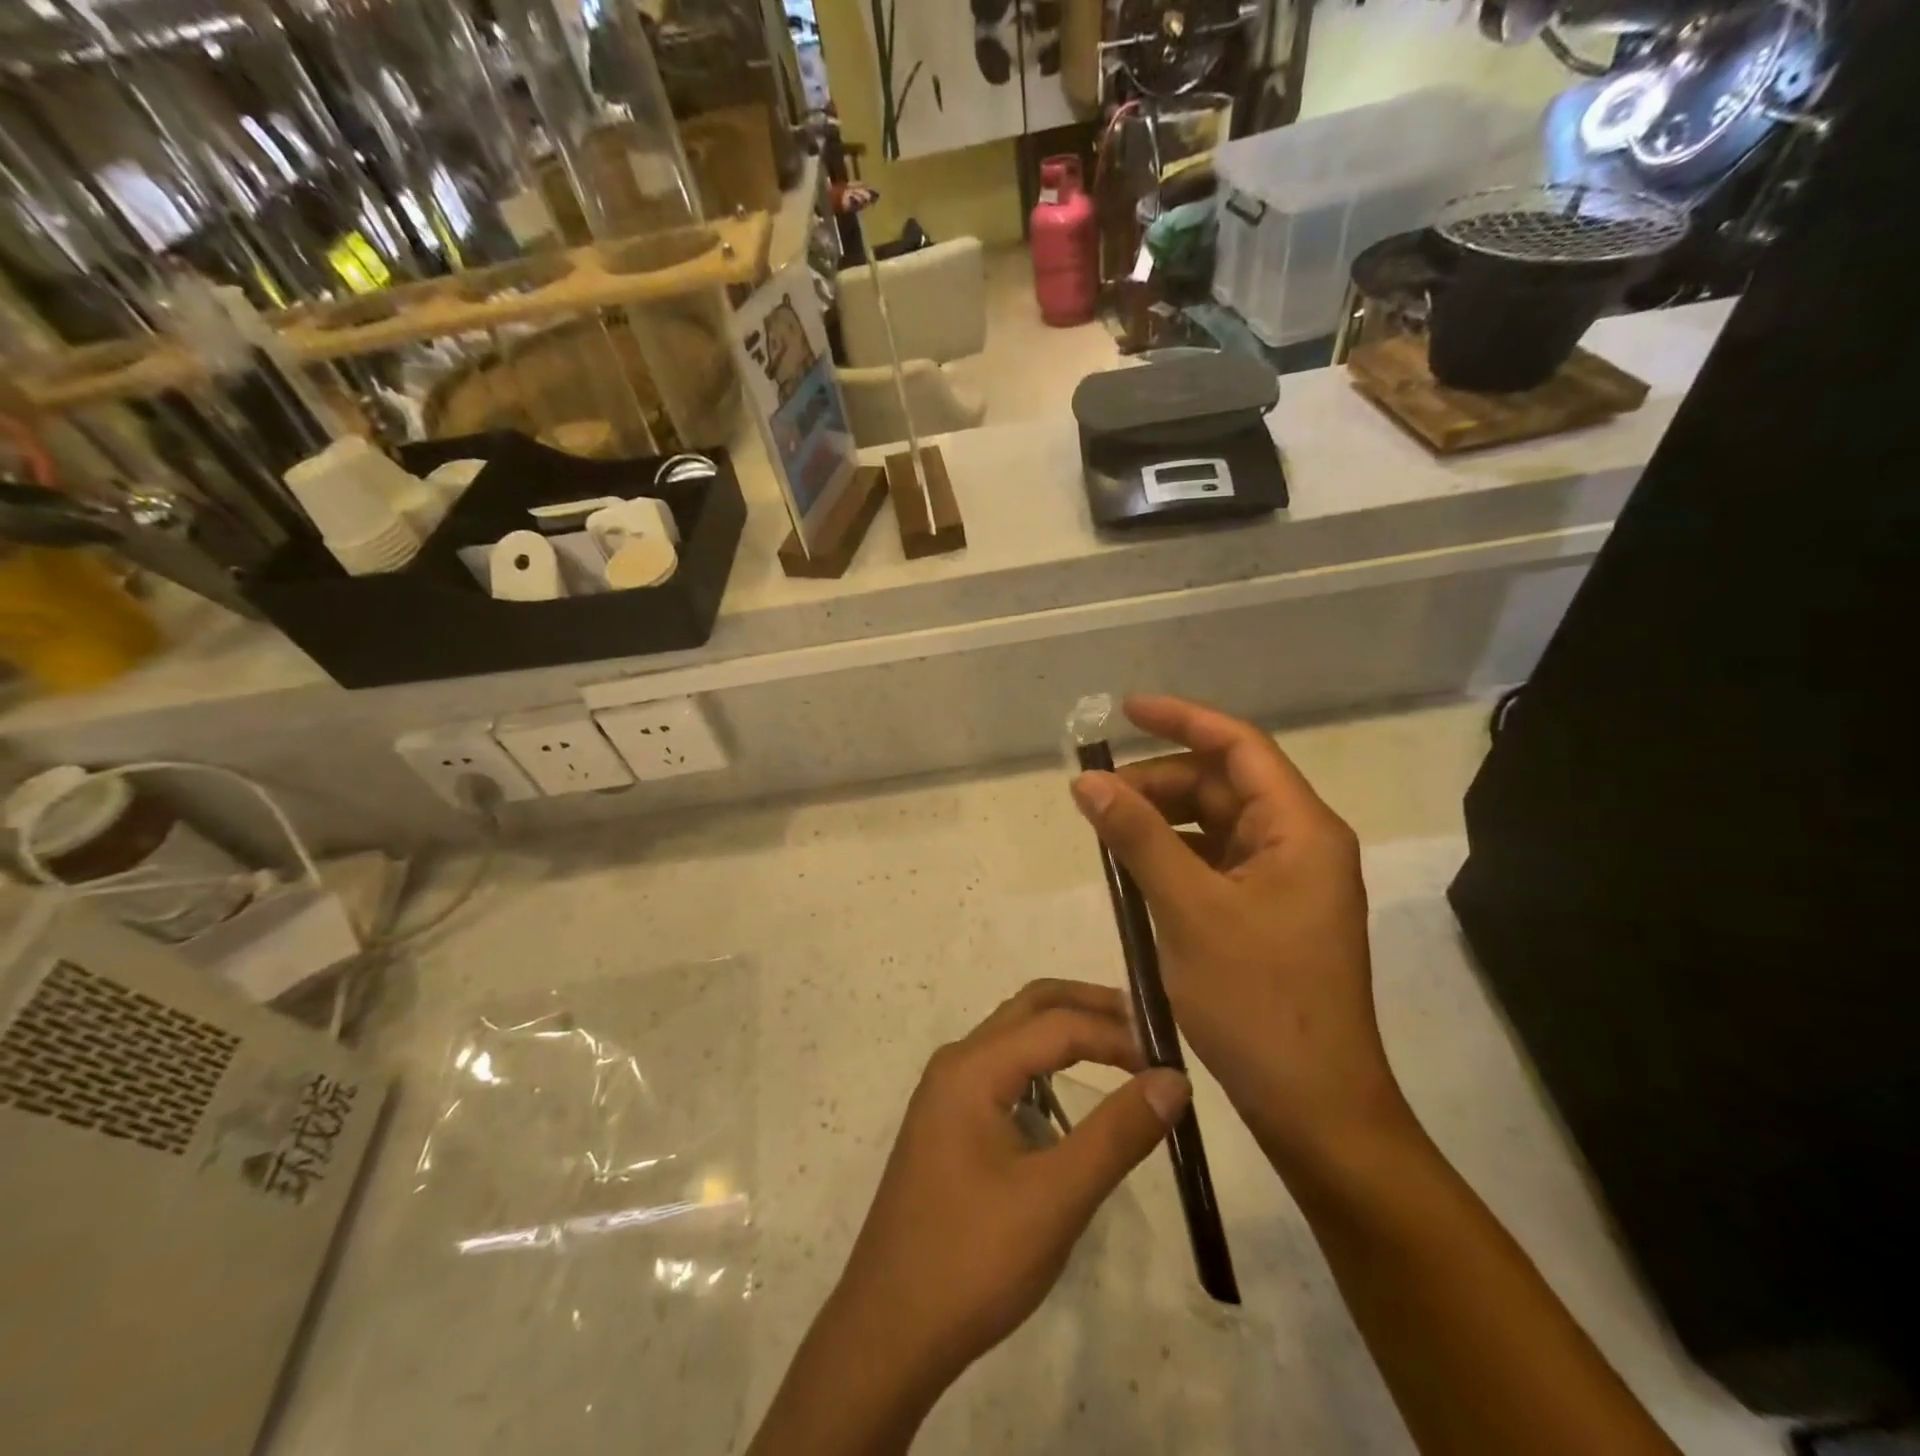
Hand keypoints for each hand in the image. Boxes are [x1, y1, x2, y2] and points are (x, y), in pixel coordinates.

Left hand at [750, 980, 1188, 1454]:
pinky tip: (1070, 1102)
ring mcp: (947, 1093)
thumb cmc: (972, 1261)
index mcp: (973, 1068)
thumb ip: (1117, 1134)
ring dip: (1066, 1033)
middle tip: (1147, 1026)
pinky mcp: (948, 1123)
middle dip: (1089, 1007)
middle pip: (1030, 1008)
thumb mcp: (1056, 1199)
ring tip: (1121, 1053)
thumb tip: (1174, 1078)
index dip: (1117, 1033)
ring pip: (1015, 1038)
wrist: (888, 1331)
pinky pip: (1003, 1072)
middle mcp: (956, 1064)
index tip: (1170, 1059)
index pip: (1057, 1024)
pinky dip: (1044, 1067)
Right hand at [1070, 695, 1412, 1174]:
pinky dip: (1175, 857)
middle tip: (1098, 798)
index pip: (1239, 746)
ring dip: (1163, 820)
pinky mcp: (1268, 913)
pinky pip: (1215, 863)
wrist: (1314, 1107)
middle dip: (1160, 781)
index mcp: (1300, 829)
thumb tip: (1087, 782)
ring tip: (1108, 833)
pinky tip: (1135, 871)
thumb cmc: (1258, 1002)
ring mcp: (1285, 881)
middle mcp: (1299, 844)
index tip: (1125, 711)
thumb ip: (1137, 838)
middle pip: (1224, 786)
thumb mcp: (1188, 910)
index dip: (1182, 719)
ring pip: (1216, 825)